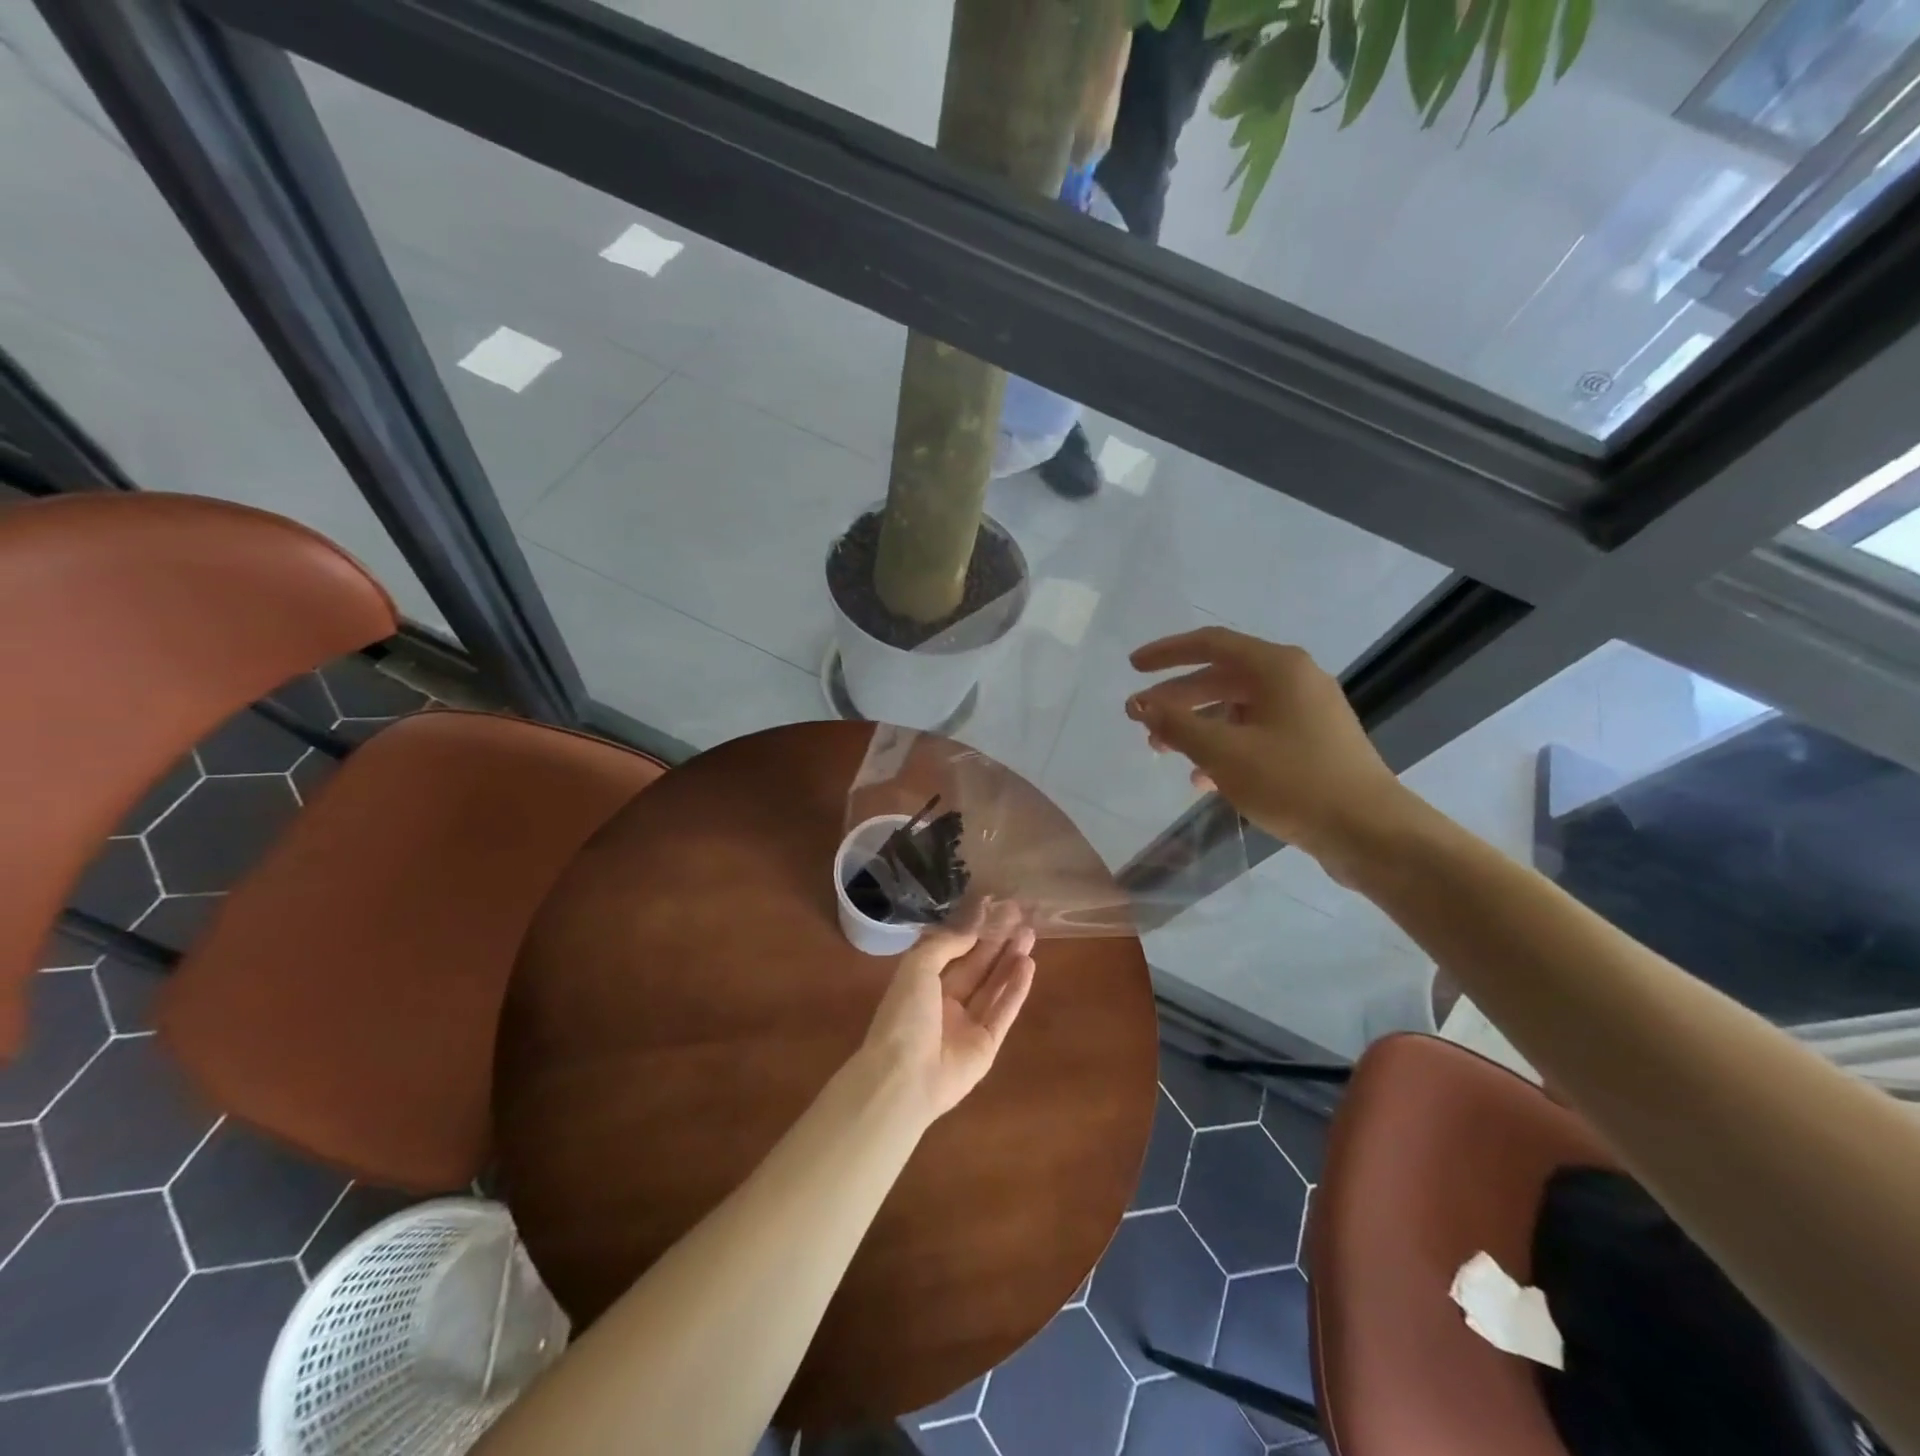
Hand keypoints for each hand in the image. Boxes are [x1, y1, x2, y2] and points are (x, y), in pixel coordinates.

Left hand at [858, 902, 1036, 1125]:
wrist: (904, 1078)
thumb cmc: (904, 1016)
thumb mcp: (917, 967)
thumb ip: (945, 945)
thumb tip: (971, 930)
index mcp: (922, 984)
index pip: (952, 950)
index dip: (972, 929)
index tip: (993, 905)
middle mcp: (945, 1002)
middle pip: (977, 966)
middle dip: (997, 941)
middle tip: (1020, 916)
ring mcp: (967, 1025)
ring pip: (993, 986)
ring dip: (1011, 960)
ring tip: (1030, 934)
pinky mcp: (987, 1045)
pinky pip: (1003, 1011)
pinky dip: (1016, 989)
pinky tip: (1029, 964)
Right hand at [1126, 627, 1414, 874]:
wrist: (1370, 831)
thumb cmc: (1294, 782)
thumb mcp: (1224, 753)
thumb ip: (1177, 725)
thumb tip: (1140, 705)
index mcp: (1277, 667)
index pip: (1210, 644)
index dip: (1167, 653)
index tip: (1132, 667)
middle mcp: (1294, 679)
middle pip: (1221, 676)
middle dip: (1177, 698)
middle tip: (1142, 720)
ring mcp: (1306, 711)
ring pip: (1236, 707)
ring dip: (1197, 726)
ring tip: (1164, 751)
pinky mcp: (1312, 741)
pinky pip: (1256, 731)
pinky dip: (1225, 745)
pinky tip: (1203, 778)